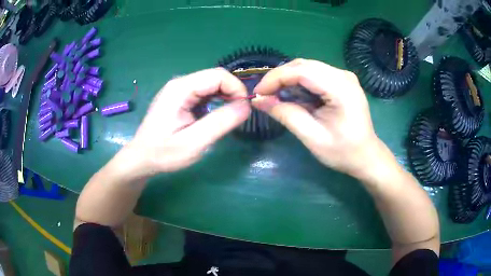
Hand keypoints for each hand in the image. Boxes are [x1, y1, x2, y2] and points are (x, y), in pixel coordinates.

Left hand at [124, 68, 250, 177]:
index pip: (218, 75)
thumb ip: (220, 122)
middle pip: (215, 77)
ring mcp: (179, 89)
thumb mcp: (193, 143)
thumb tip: (246, 106)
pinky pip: (204, 92)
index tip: (245, 109)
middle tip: (239, 115)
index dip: (237, 88)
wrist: (141, 158)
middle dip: (232, 93)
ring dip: (225, 97)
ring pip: (211, 84)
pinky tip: (215, 116)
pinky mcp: (180, 97)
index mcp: (180, 89)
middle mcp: (180, 83)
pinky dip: (216, 101)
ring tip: (229, 117)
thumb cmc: (163, 153)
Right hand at [253, 59, 390, 179]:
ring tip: (274, 96)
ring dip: (288, 79)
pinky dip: (299, 82)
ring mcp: (344, 76)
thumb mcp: (312, 137)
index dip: (275, 78)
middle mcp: (343, 75)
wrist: (366, 156)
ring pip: (307, 68)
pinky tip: (292, 95)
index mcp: (341, 88)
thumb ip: (286, 115)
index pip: (301, 71)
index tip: (258, 93)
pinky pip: (315, 74)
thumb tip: (259, 100)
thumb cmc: (343, 152)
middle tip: (264, 95)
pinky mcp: (342, 81)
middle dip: (279, 77)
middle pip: (303, 65)